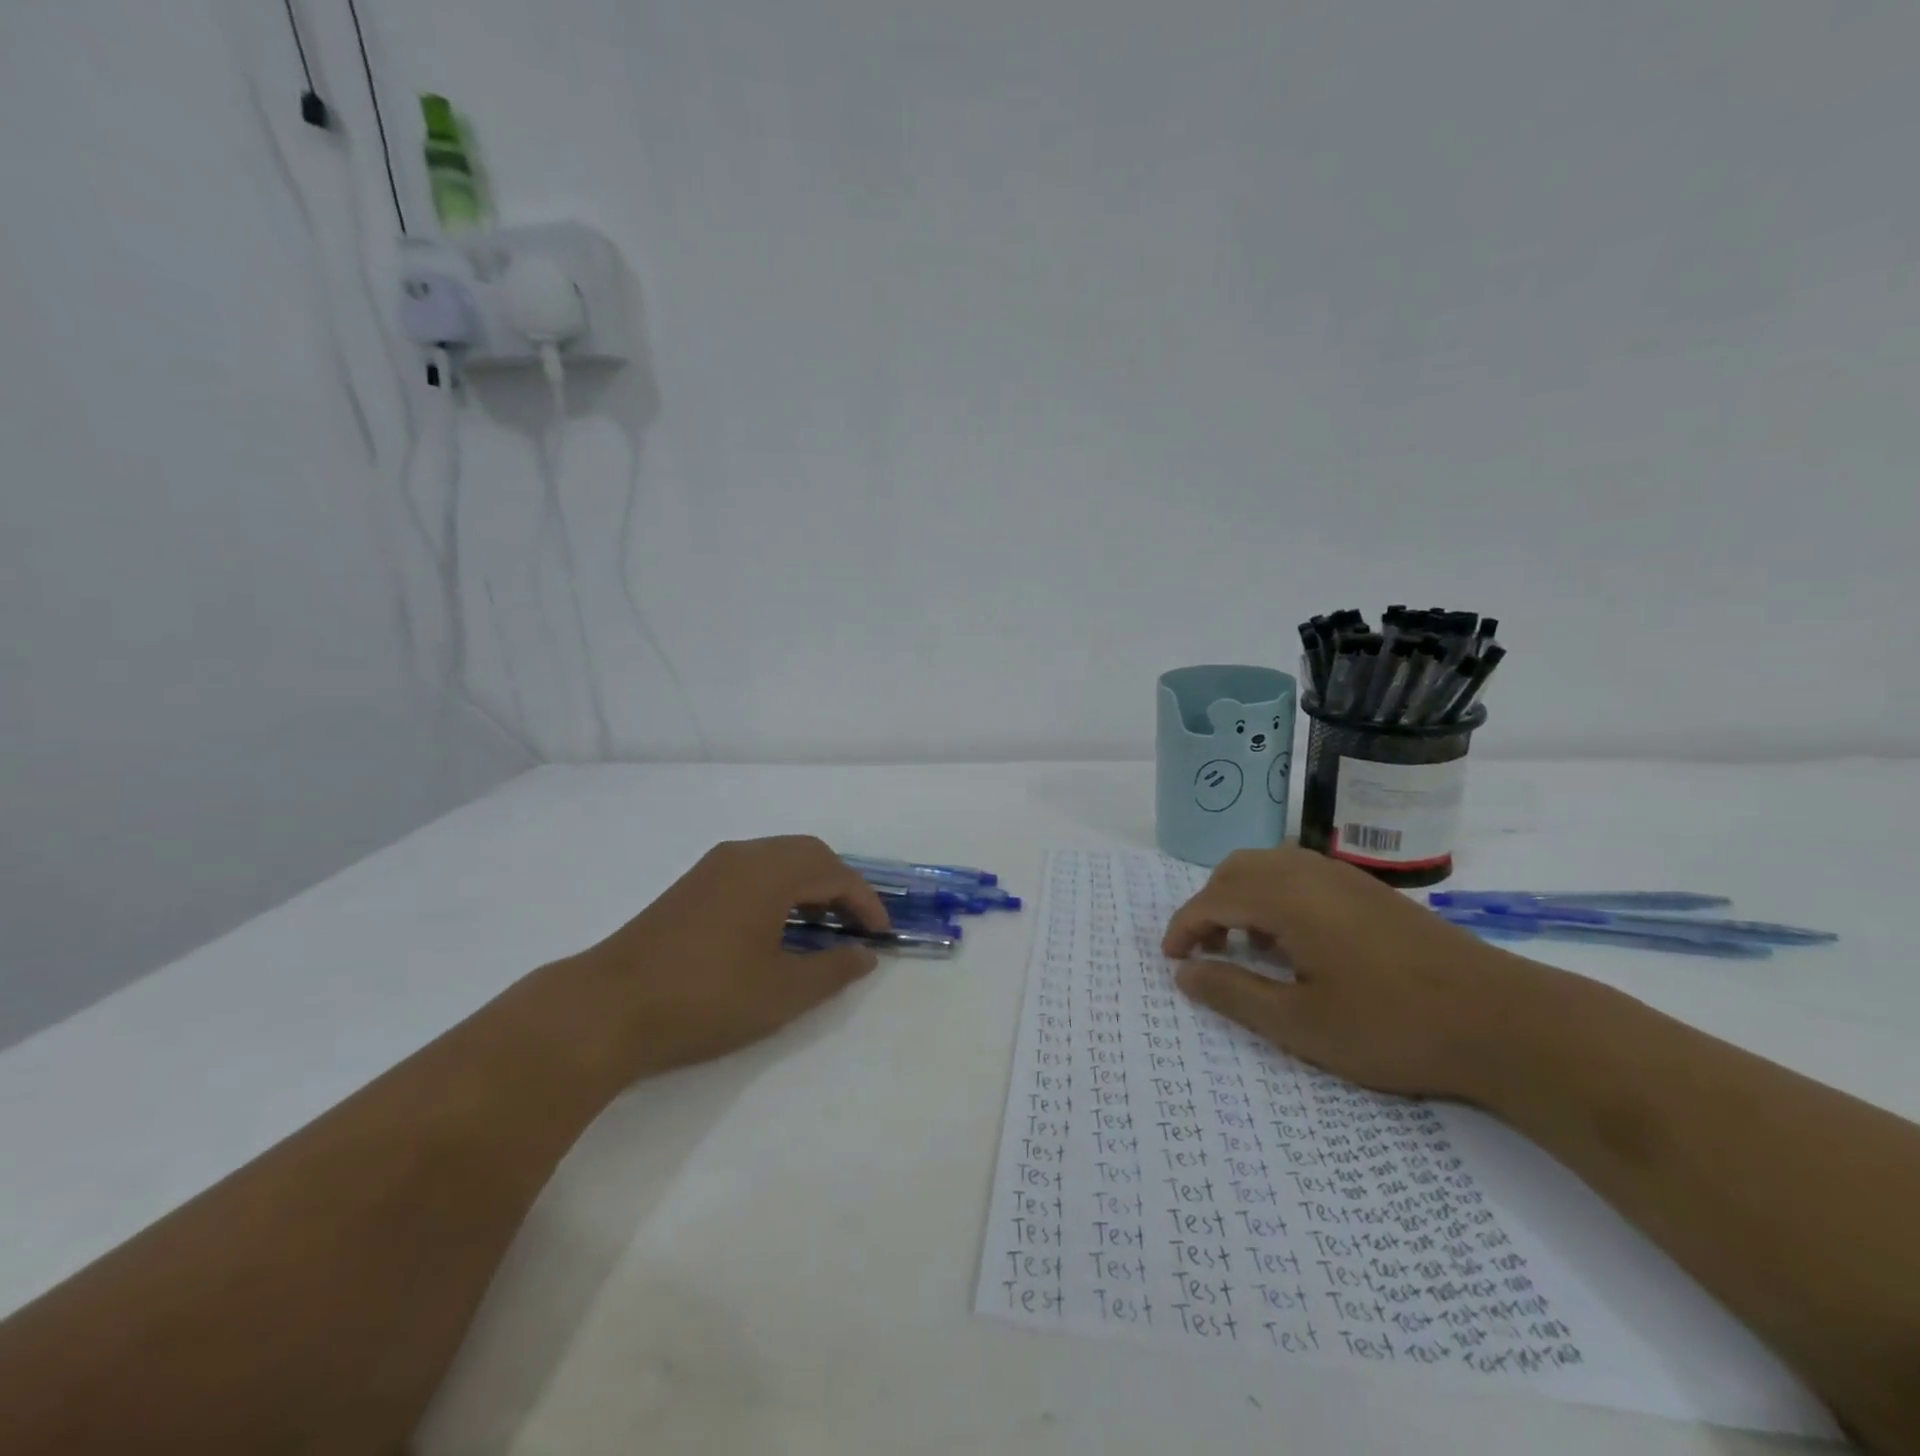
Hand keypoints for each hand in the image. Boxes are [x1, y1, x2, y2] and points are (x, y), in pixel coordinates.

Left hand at [567, 836, 889, 1079]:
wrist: (608, 1008)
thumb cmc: (706, 997)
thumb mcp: (782, 991)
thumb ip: (833, 970)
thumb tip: (865, 955)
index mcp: (769, 871)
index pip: (835, 873)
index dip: (865, 902)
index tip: (881, 934)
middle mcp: (743, 855)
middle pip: (808, 854)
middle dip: (840, 886)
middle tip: (855, 925)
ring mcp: (712, 867)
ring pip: (777, 860)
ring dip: (808, 885)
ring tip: (822, 926)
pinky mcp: (691, 886)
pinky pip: (752, 871)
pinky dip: (779, 889)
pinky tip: (776, 927)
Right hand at [1161, 847, 1562, 1100]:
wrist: (1506, 1021)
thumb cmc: (1393, 1026)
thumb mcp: (1301, 1023)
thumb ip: (1234, 993)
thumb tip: (1184, 973)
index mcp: (1287, 897)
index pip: (1213, 898)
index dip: (1184, 926)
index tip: (1172, 959)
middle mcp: (1310, 873)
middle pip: (1237, 870)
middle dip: (1209, 906)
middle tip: (1206, 951)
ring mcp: (1344, 878)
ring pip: (1270, 867)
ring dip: (1242, 898)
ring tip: (1245, 946)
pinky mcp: (1370, 891)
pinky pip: (1300, 875)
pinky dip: (1274, 897)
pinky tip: (1294, 942)